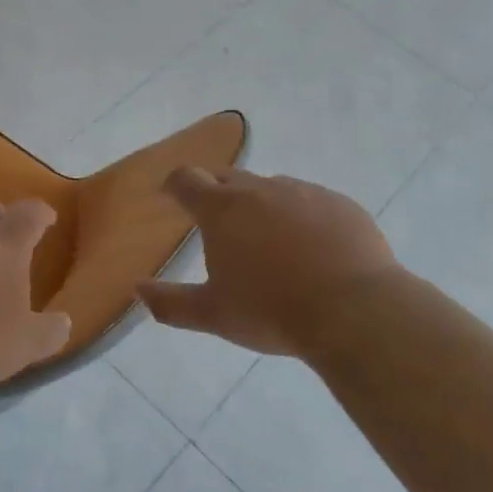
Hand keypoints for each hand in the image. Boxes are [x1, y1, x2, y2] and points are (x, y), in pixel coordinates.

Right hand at [137, 168, 399, 357]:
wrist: (354, 311)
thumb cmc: (272, 311)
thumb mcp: (214, 315)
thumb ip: (171, 303)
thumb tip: (138, 289)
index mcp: (223, 210)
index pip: (186, 179)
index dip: (174, 184)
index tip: (170, 194)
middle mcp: (261, 189)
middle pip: (228, 176)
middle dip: (215, 191)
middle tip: (215, 219)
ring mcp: (305, 192)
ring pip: (272, 188)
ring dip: (261, 204)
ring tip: (267, 239)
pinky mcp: (341, 203)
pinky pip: (312, 201)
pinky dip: (302, 216)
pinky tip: (312, 247)